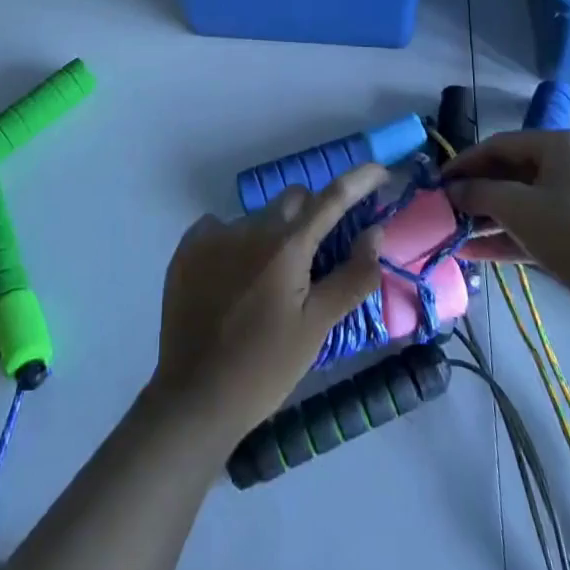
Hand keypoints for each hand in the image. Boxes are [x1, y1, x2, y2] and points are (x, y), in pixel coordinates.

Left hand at [149, 165, 387, 443]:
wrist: (194, 398)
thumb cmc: (265, 368)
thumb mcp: (317, 327)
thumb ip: (352, 277)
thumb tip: (376, 232)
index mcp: (287, 245)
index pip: (332, 198)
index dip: (359, 180)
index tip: (380, 171)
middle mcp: (250, 226)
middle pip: (294, 201)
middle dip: (312, 216)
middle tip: (315, 258)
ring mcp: (214, 233)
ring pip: (258, 217)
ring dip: (273, 235)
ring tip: (267, 284)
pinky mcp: (188, 247)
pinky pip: (222, 228)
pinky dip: (236, 244)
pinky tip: (233, 280)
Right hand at [445, 130, 569, 327]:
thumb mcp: (517, 209)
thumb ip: (478, 193)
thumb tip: (452, 190)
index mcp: (564, 143)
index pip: (501, 144)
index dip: (466, 162)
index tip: (439, 181)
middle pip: (515, 171)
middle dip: (479, 193)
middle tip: (448, 209)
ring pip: (529, 200)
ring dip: (493, 217)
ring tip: (458, 233)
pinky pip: (545, 222)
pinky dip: (515, 233)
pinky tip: (480, 252)